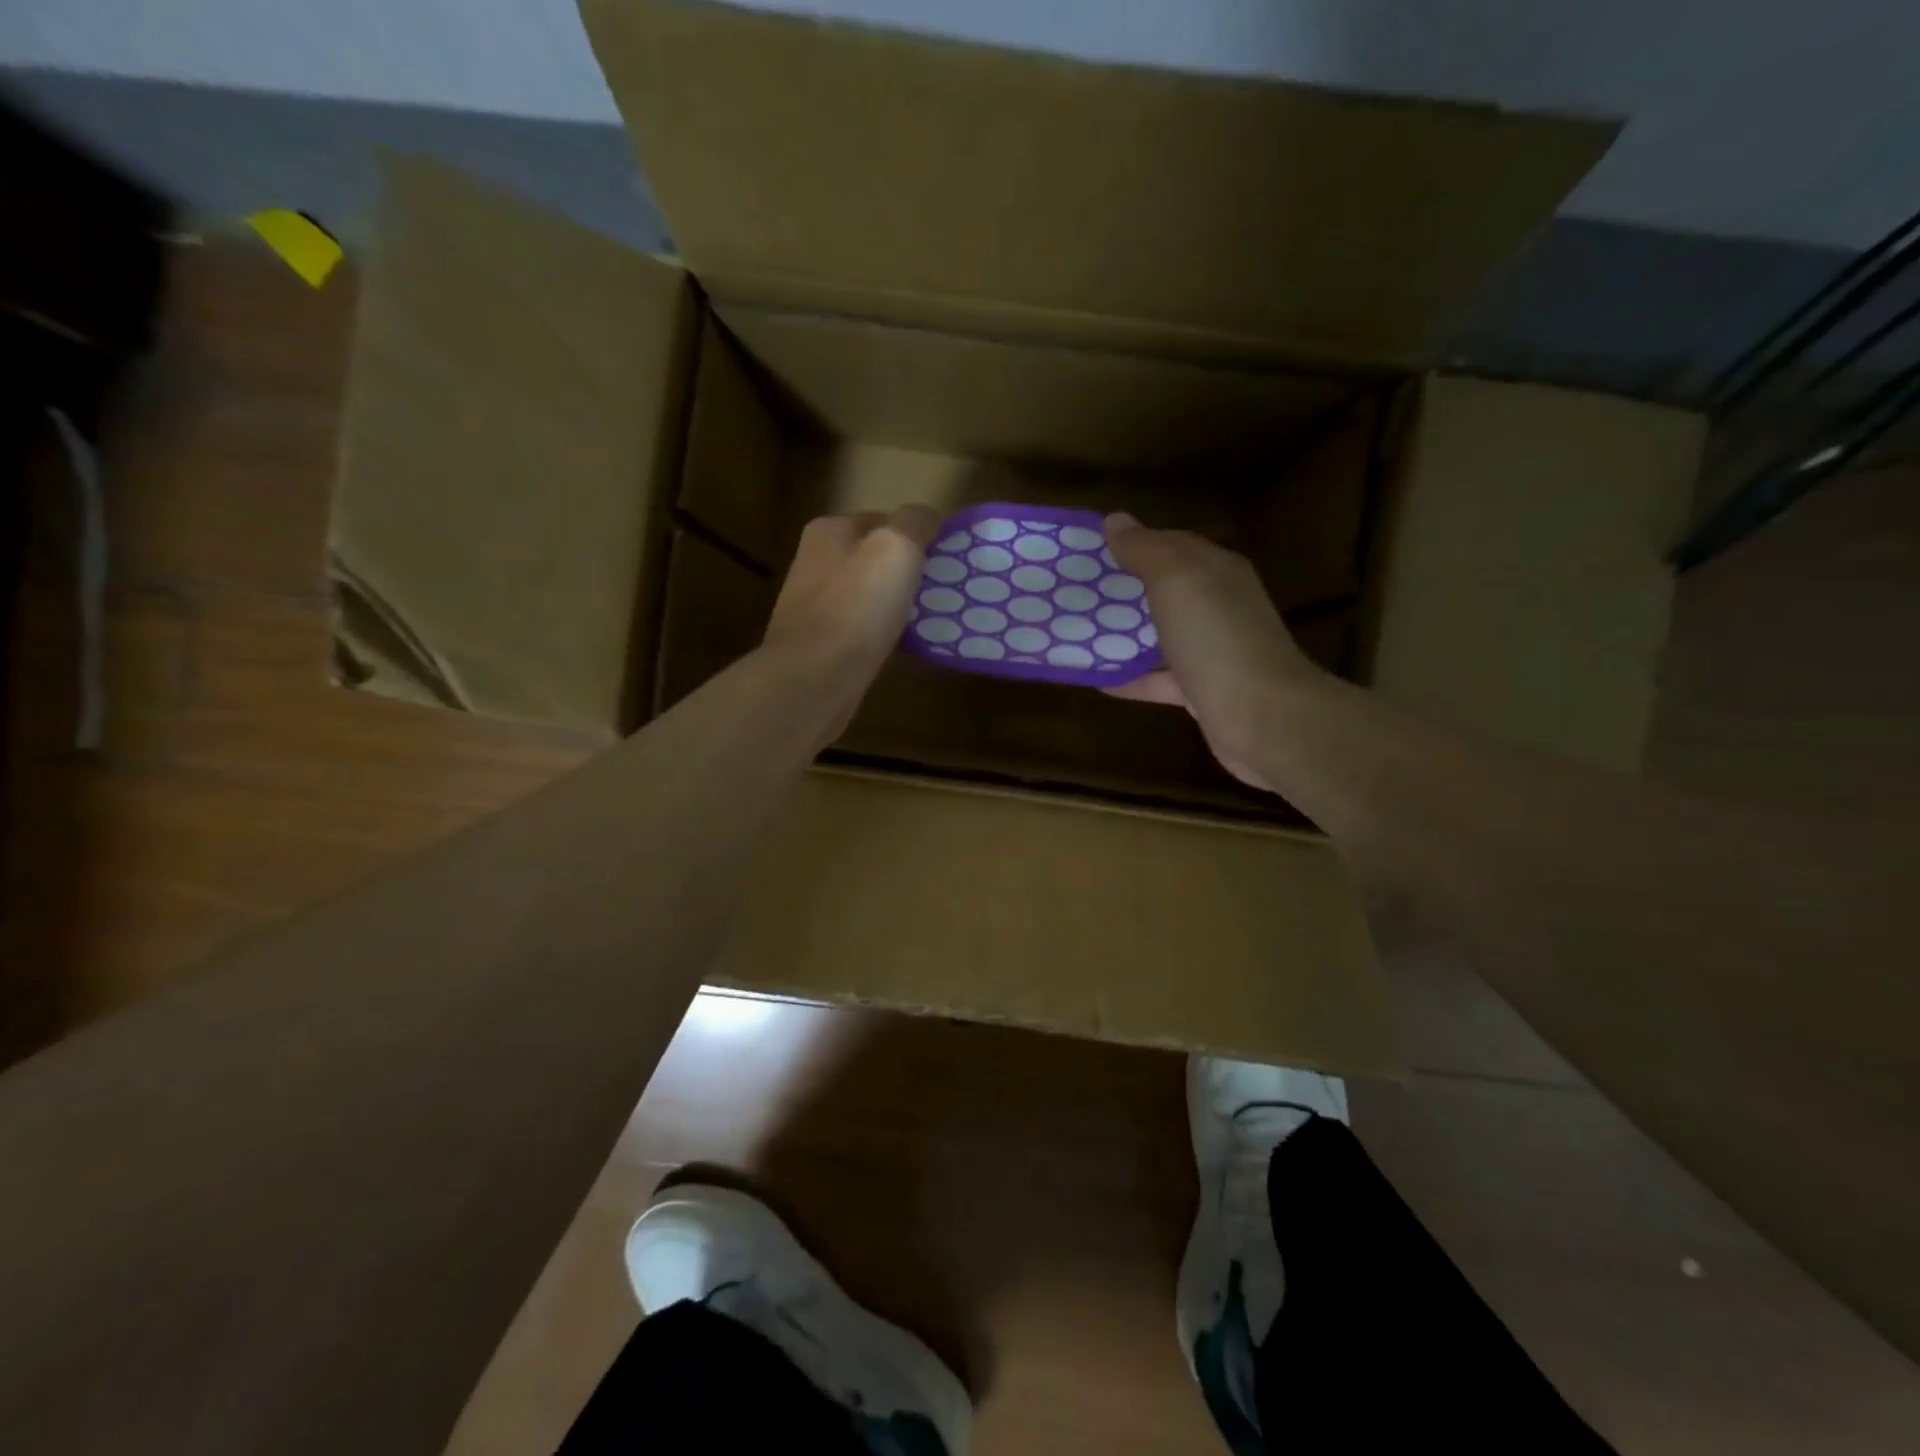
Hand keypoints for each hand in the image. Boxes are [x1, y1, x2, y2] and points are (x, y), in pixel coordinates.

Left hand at [762, 505, 938, 724]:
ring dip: (894, 603)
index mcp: (829, 531)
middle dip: (906, 570)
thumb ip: (915, 522)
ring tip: (928, 618)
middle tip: (941, 589)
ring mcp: (813, 606)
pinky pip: (860, 628)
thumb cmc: (856, 609)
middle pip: (874, 557)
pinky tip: (900, 646)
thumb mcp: (896, 549)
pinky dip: (881, 633)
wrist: (813, 681)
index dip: (917, 534)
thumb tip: (928, 515)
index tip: (945, 557)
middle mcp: (815, 562)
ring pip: (867, 594)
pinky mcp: (819, 644)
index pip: (883, 518)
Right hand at [1103, 512, 1324, 791]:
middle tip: (1077, 590)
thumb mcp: (1177, 580)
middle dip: (1125, 588)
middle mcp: (1219, 606)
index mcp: (1217, 571)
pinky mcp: (1201, 691)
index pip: (1172, 544)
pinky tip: (1096, 678)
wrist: (1263, 718)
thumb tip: (1116, 520)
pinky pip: (1158, 678)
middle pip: (1166, 590)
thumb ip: (1146, 550)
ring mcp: (1212, 651)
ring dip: (1124, 634)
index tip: (1090, 548)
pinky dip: (1130, 677)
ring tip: (1080, 631)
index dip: (1134, 542)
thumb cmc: (1217, 638)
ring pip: (1161, 635)